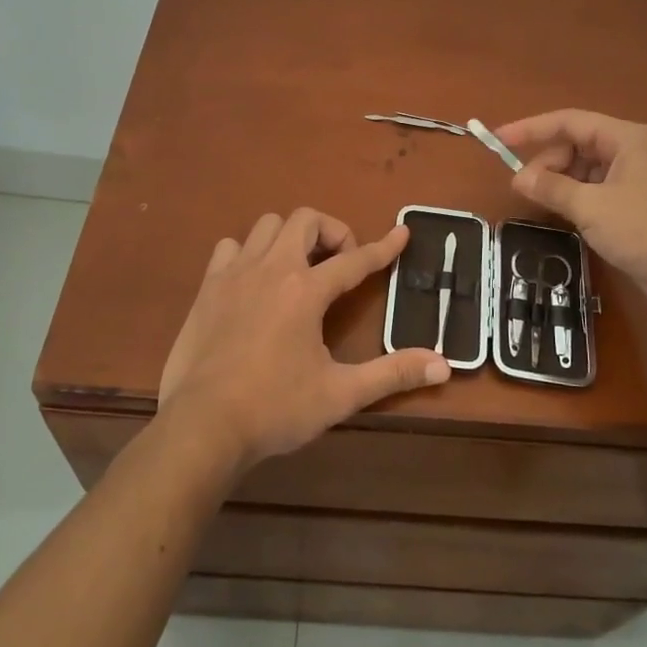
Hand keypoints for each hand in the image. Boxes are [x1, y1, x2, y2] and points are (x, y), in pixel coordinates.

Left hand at [158, 209, 449, 471]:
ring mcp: (234, 274)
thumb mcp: (341, 394)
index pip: (355, 260)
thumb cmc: (275, 409)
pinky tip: (253, 283)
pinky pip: (230, 248)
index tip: (402, 233)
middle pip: (305, 220)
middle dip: (331, 232)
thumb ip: (392, 374)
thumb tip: (444, 364)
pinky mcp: (207, 288)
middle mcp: (272, 269)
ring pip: (266, 226)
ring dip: (289, 238)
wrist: (203, 426)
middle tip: (340, 264)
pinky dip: (248, 254)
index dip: (383, 247)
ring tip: (298, 269)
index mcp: (306, 291)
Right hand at [497, 109, 646, 321]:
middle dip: (547, 162)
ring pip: (585, 169)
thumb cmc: (646, 230)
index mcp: (626, 138)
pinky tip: (564, 215)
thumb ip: (552, 188)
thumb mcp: (592, 207)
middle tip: (524, 188)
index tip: (498, 140)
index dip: (531, 129)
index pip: (569, 121)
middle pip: (576, 144)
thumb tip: (518, 178)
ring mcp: (636, 178)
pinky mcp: (637, 205)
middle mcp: (631, 151)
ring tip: (542, 204)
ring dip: (560, 182)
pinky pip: (596, 190)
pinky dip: (576, 198)